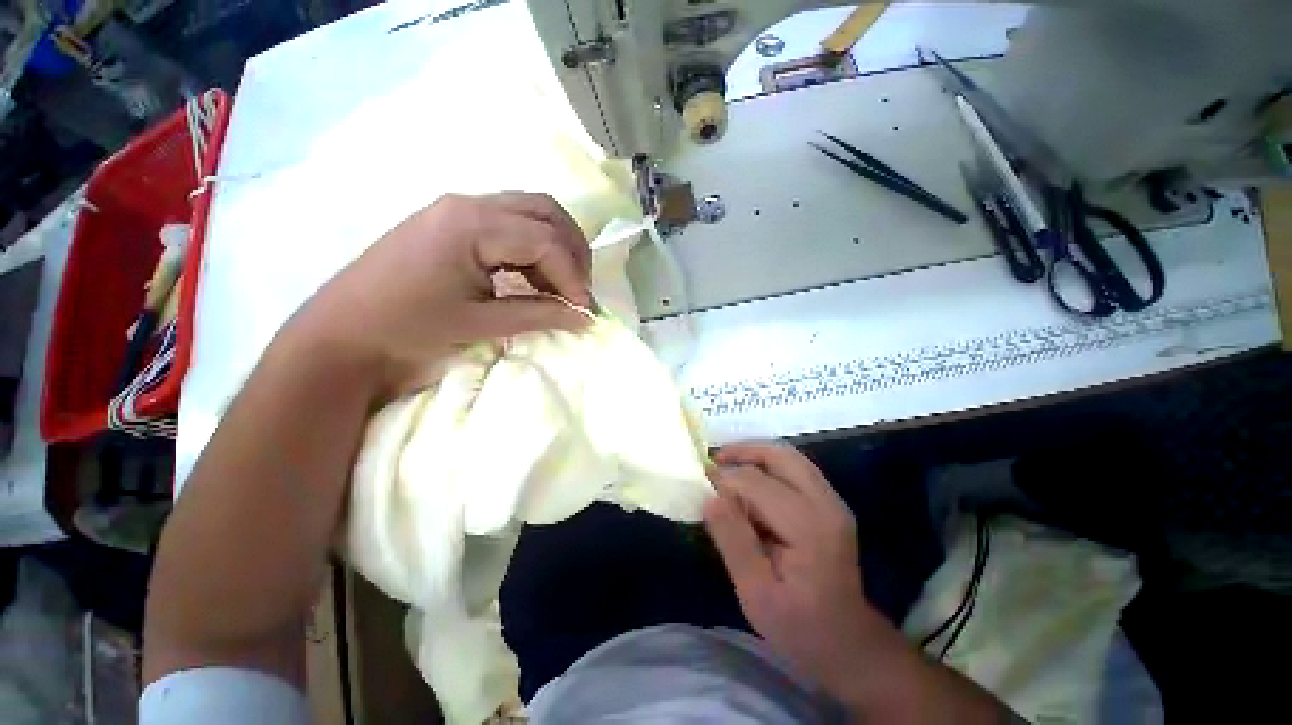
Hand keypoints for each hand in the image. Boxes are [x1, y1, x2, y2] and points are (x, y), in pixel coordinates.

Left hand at [294, 192, 593, 395]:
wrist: (342, 329)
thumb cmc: (404, 328)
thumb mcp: (473, 325)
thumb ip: (533, 315)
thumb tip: (582, 318)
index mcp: (474, 223)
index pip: (545, 237)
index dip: (573, 274)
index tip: (584, 311)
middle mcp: (468, 202)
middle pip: (541, 209)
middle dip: (569, 249)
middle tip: (577, 291)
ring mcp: (452, 206)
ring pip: (522, 209)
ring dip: (547, 242)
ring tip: (553, 286)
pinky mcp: (442, 218)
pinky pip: (498, 219)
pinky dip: (521, 242)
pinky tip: (521, 274)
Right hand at [704, 442, 889, 694]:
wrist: (843, 640)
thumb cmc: (796, 624)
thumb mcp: (756, 591)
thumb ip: (735, 541)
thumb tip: (710, 498)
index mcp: (808, 524)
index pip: (759, 483)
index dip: (724, 479)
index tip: (694, 483)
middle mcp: (828, 504)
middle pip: (785, 457)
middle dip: (746, 452)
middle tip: (709, 463)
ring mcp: (835, 507)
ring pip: (797, 463)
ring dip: (760, 460)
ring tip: (724, 473)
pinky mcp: (835, 514)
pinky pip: (803, 478)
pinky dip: (774, 475)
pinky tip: (751, 494)